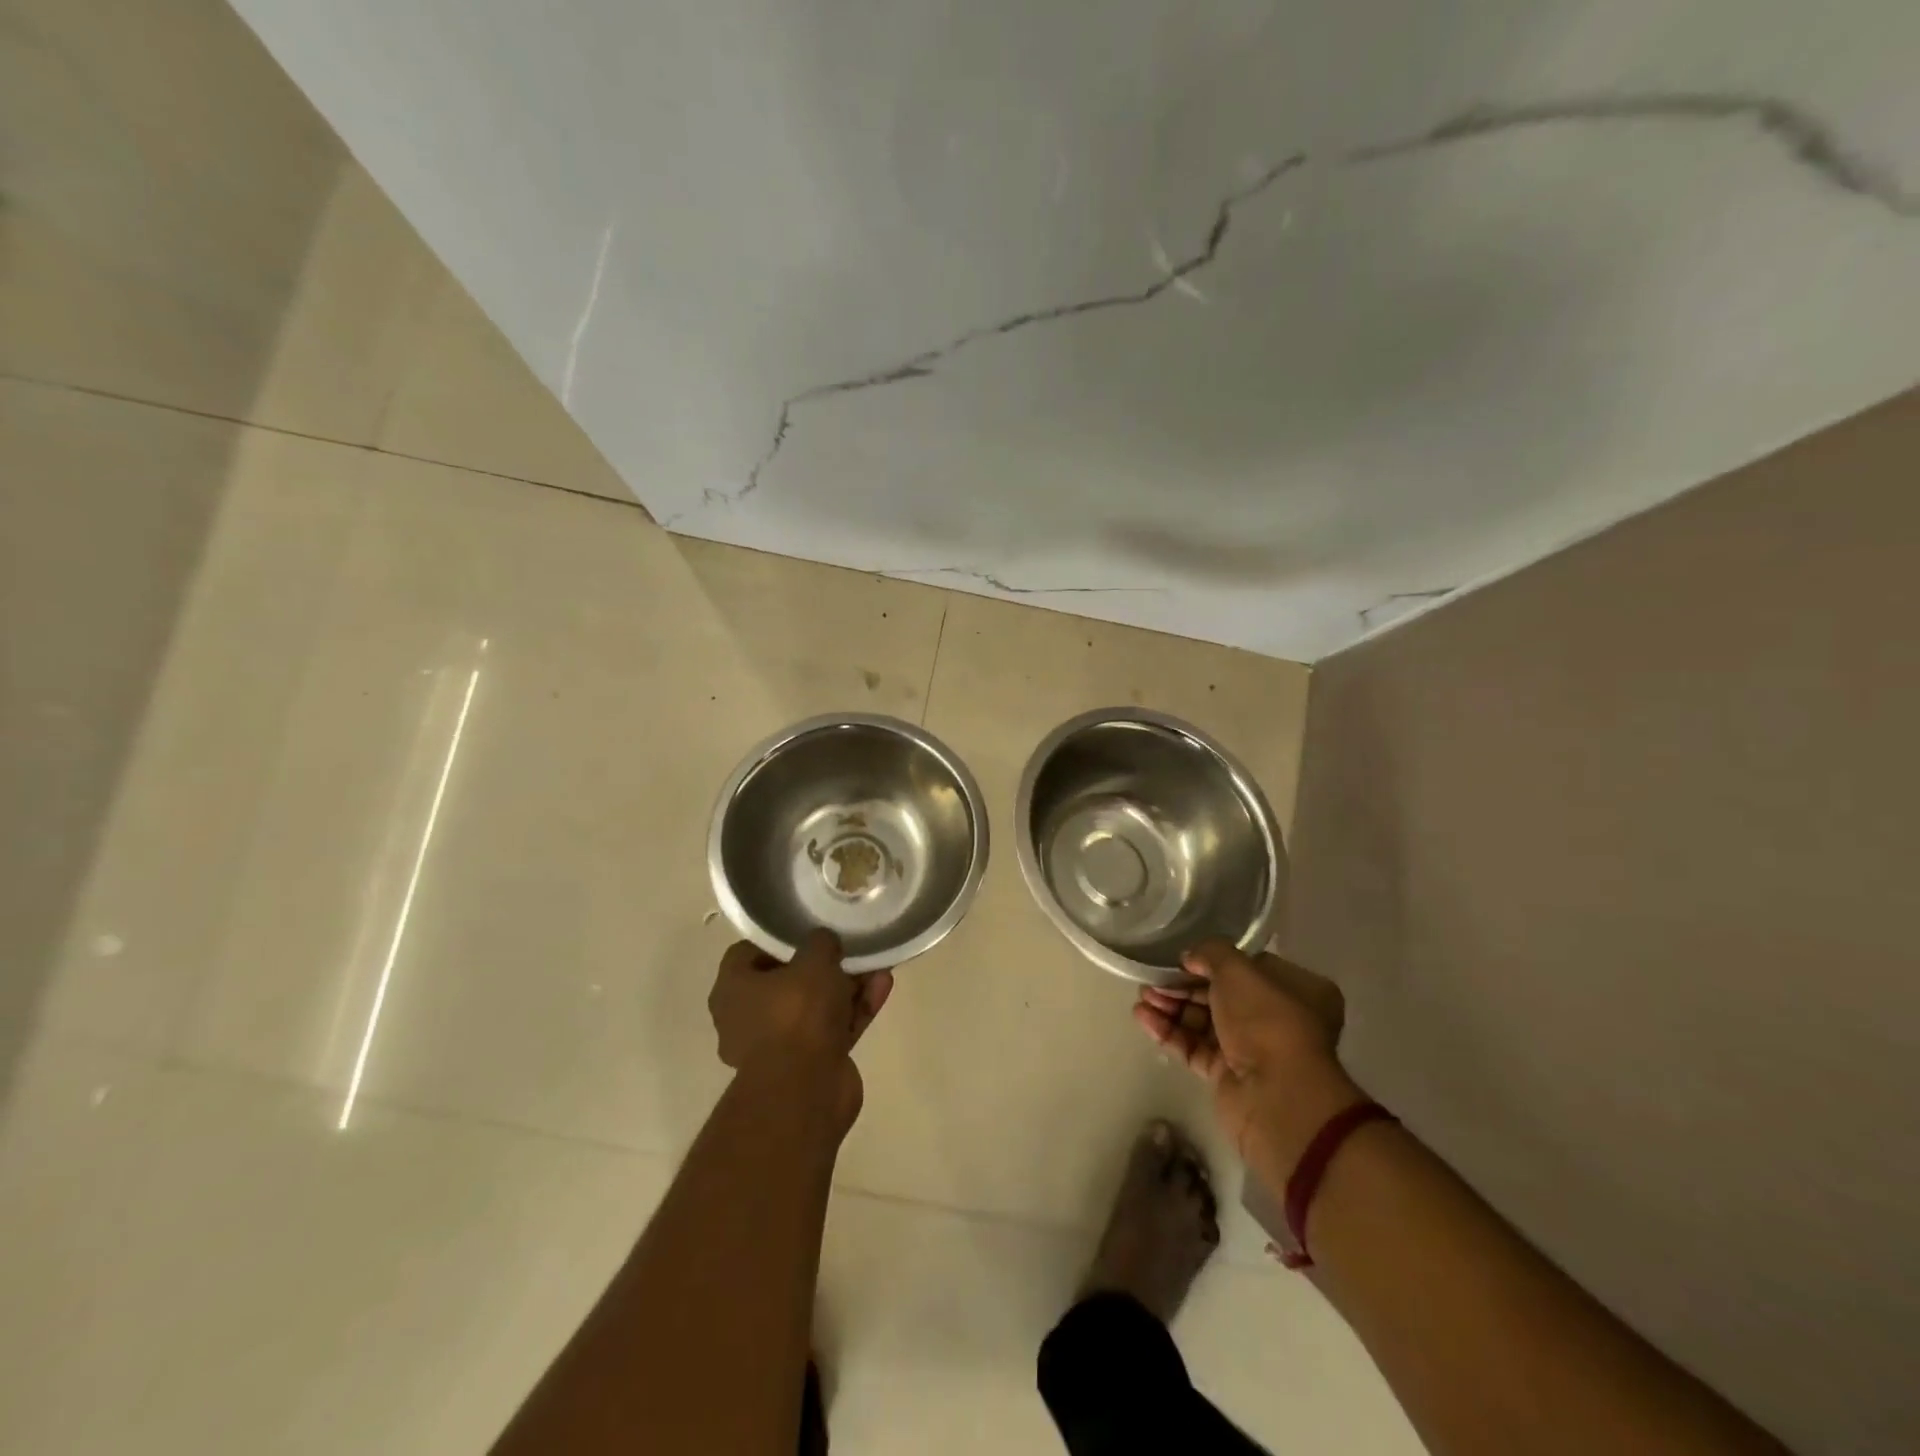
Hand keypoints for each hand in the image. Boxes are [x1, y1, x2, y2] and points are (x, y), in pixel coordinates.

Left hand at [708, 930, 893, 1128]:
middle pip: (787, 981)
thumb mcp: (813, 960)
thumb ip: (820, 942)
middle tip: (846, 947)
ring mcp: (781, 1044)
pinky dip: (856, 1008)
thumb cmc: (796, 1014)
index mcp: (732, 990)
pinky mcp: (811, 1063)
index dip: (777, 939)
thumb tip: (824, 942)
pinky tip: (883, 986)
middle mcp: (749, 1017)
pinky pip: (835, 1027)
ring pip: (816, 1005)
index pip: (747, 954)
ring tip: (876, 963)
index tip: (806, 930)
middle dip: (821, 965)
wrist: (806, 1090)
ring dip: (846, 985)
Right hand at [1134, 939, 1362, 1178]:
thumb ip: (1211, 952)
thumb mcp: (1237, 969)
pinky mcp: (1228, 1075)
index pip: (1247, 968)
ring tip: (1141, 998)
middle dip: (1182, 986)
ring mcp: (1252, 1049)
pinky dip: (1169, 1032)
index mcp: (1296, 990)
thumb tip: (1191, 958)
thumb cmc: (1267, 1019)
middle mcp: (1277, 1018)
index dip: (1212, 961)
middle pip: (1220, 995)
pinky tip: (1142, 1017)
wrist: (1276, 1095)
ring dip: (1171, 1007)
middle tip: (1151, 980)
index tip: (1181, 959)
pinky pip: (1194, 1047)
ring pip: (1204, 1021)